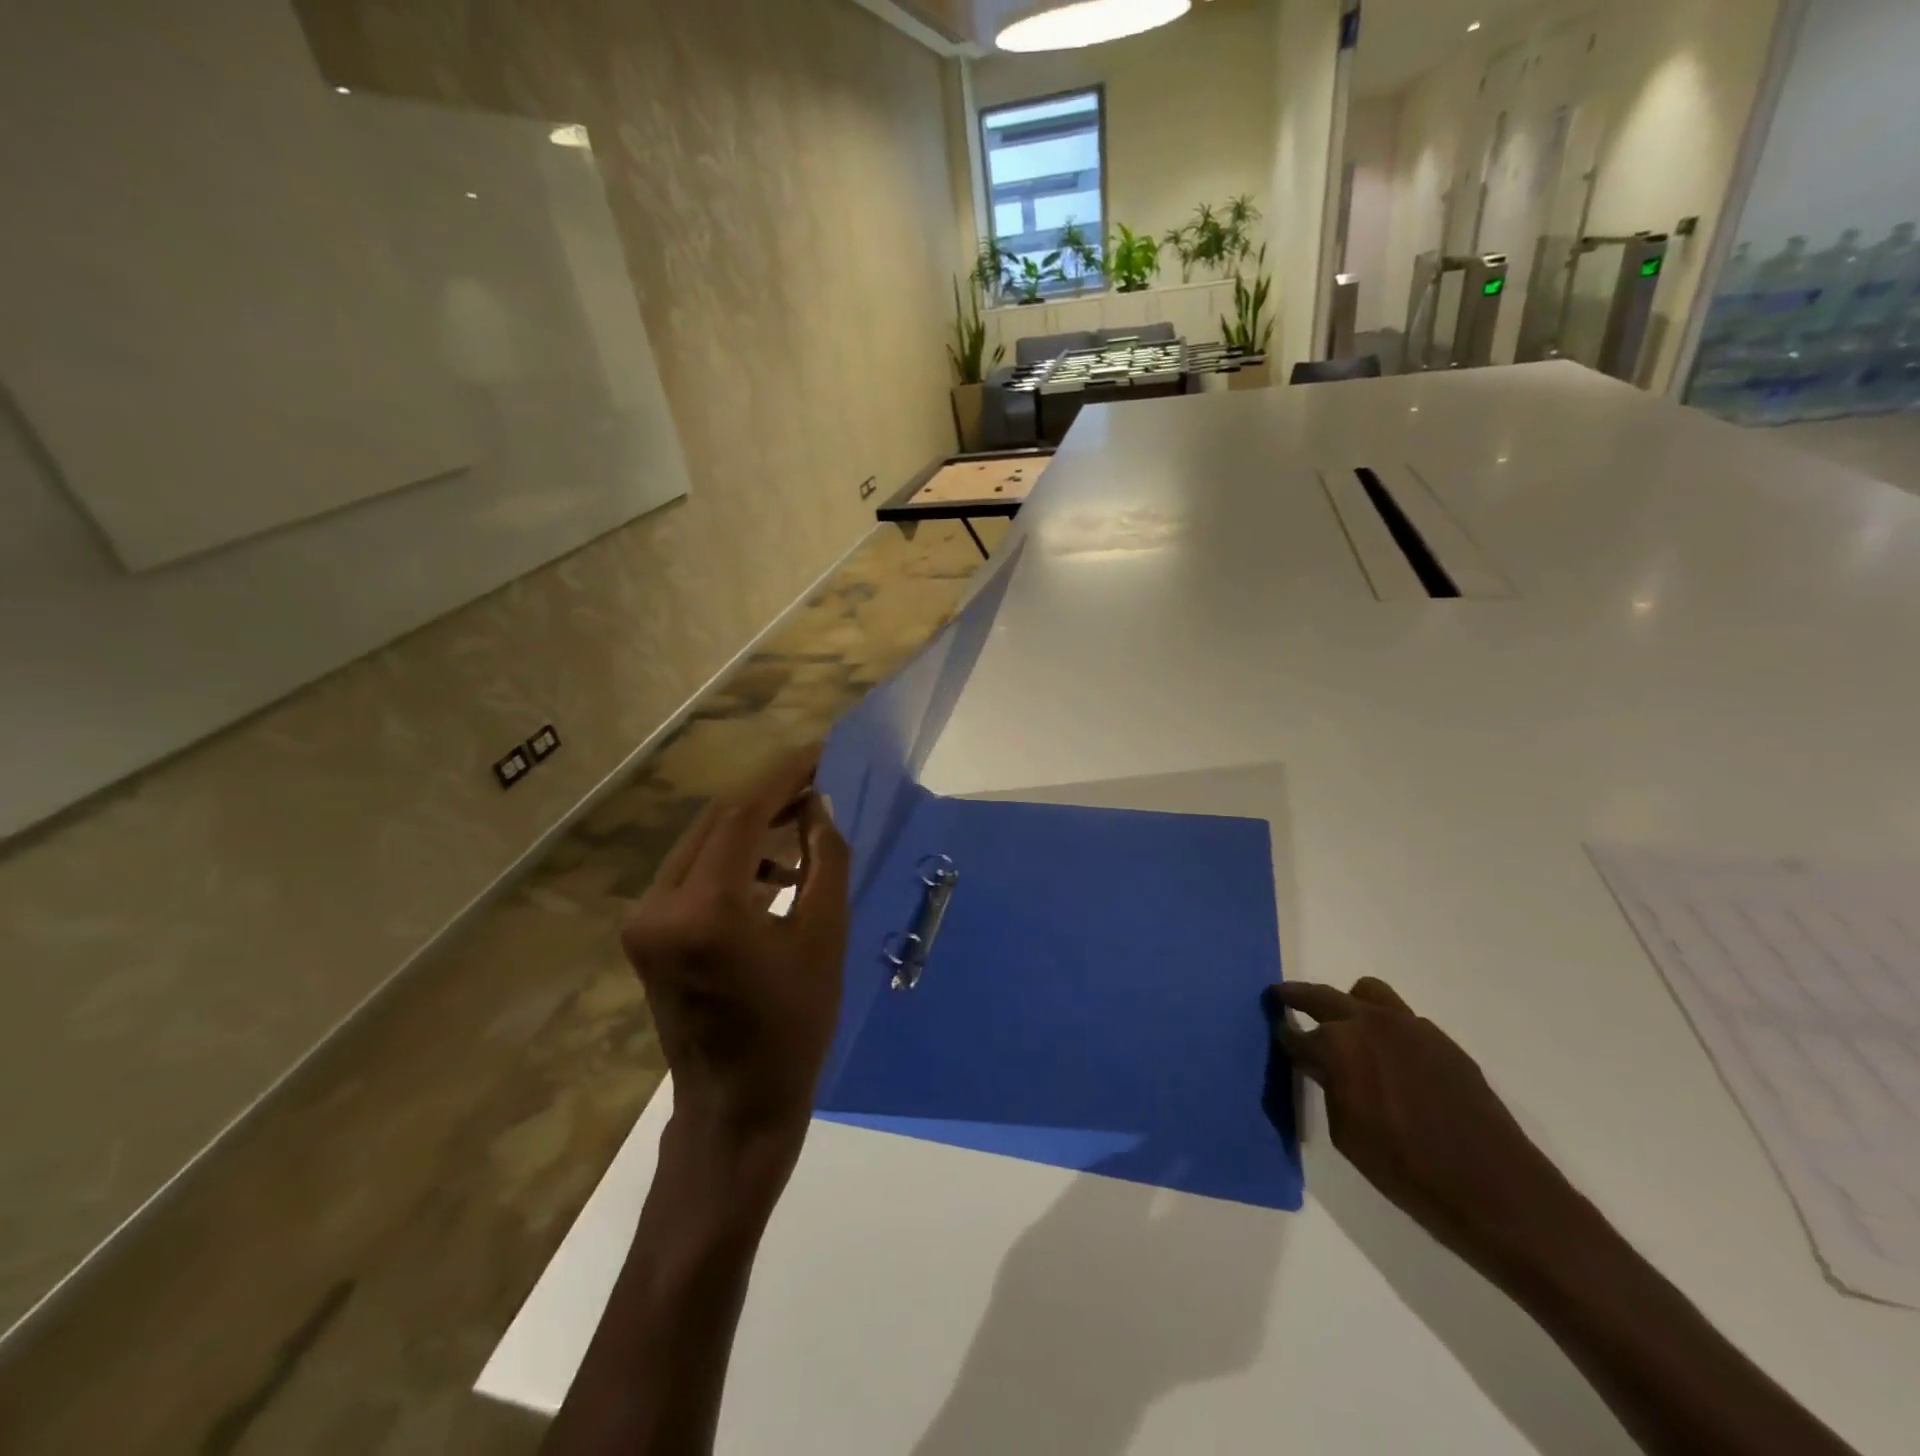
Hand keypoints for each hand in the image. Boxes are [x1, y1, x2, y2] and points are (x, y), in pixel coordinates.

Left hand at [624, 749, 849, 1170]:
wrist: (736, 1108)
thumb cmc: (794, 1028)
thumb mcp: (825, 938)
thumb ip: (825, 860)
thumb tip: (819, 806)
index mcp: (704, 910)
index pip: (742, 815)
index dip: (784, 778)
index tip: (820, 754)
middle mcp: (659, 905)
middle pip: (716, 823)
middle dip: (769, 797)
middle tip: (817, 784)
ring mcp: (645, 921)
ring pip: (703, 845)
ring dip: (753, 828)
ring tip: (805, 828)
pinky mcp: (647, 934)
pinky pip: (694, 874)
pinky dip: (735, 861)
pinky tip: (777, 873)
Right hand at [1266, 978, 1590, 1279]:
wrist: (1498, 1193)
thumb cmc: (1408, 1173)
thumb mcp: (1347, 1135)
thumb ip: (1328, 1087)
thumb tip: (1320, 1066)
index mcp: (1339, 1046)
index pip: (1297, 1034)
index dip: (1284, 1038)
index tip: (1278, 1039)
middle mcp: (1370, 1024)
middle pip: (1322, 996)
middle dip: (1298, 997)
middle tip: (1281, 999)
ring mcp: (1410, 1027)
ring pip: (1366, 992)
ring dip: (1348, 1004)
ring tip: (1345, 1028)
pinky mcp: (1442, 1041)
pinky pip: (1402, 1019)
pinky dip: (1385, 1027)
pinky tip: (1391, 1060)